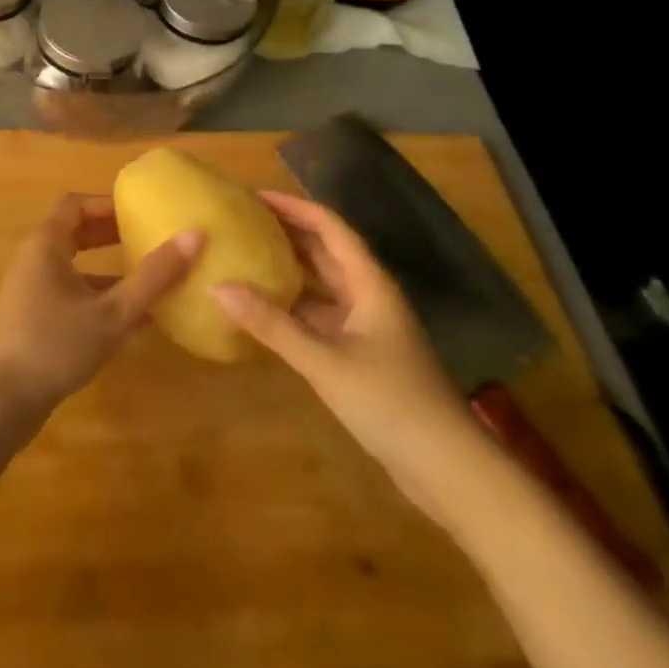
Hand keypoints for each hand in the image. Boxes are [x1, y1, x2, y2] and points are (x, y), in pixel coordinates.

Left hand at [0, 194, 200, 430]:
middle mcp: (34, 259)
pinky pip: (69, 293)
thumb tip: (195, 236)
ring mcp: (30, 290)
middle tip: (149, 237)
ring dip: (107, 268)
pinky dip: (97, 296)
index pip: (76, 204)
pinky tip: (130, 320)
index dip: (108, 204)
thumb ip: (153, 277)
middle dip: (111, 233)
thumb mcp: (112, 313)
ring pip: (74, 266)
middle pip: (74, 232)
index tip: (142, 211)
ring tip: (147, 275)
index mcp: (46, 244)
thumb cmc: (54, 345)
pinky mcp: (32, 319)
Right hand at [211, 191, 480, 514]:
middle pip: (325, 252)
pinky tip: (263, 313)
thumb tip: (218, 287)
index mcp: (369, 283)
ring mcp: (367, 328)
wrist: (450, 471)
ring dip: (289, 272)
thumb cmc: (391, 402)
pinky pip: (320, 318)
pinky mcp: (362, 357)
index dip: (293, 207)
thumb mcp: (325, 361)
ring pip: (322, 287)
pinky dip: (293, 310)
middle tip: (241, 223)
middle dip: (287, 234)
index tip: (254, 197)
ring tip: (244, 259)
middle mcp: (369, 296)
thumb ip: (272, 325)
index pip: (329, 227)